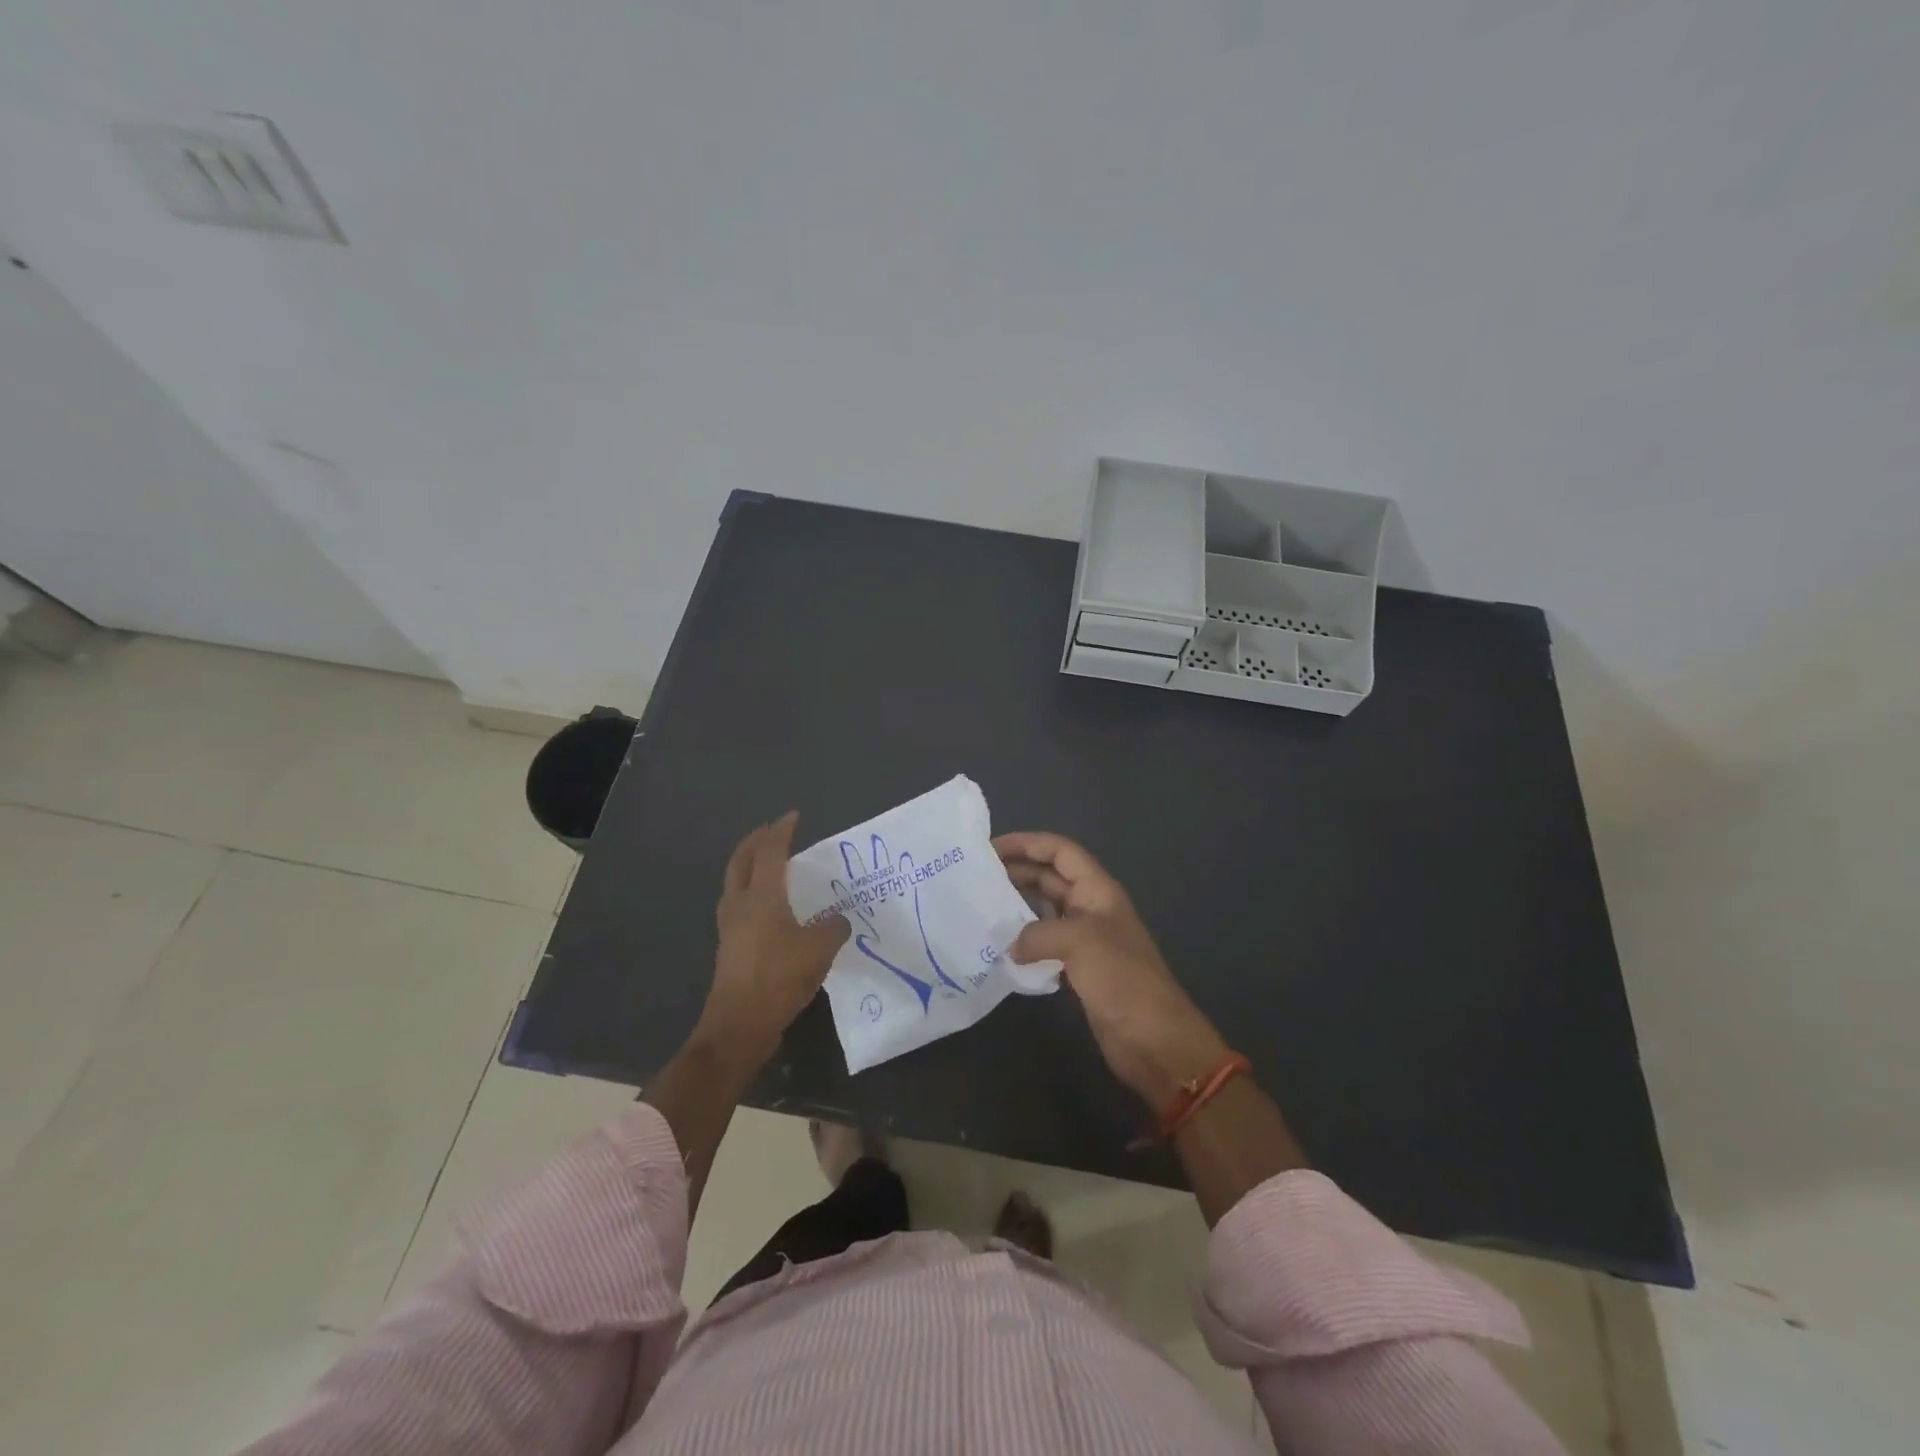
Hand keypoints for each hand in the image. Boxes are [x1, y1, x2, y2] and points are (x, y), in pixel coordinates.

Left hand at [697, 812, 849, 1068]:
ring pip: (735, 882)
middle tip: (771, 830)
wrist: (739, 1025)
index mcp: (762, 897)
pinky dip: (749, 890)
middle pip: (741, 861)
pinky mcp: (728, 946)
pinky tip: (765, 904)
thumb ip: (833, 928)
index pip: (771, 852)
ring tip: (766, 863)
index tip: (793, 816)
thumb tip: (838, 920)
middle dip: (755, 841)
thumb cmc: (779, 978)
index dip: (782, 831)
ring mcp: (730, 926)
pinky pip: (737, 903)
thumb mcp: (819, 950)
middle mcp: (741, 904)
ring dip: (748, 864)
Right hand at [994, 832, 1230, 1111]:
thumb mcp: (1079, 942)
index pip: (1060, 851)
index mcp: (1098, 890)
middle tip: (977, 878)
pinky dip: (1024, 942)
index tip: (990, 848)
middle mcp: (1091, 908)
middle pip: (1050, 877)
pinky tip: (1000, 949)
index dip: (1027, 843)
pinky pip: (1045, 944)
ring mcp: (1086, 940)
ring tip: (982, 909)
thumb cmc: (1121, 978)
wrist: (1154, 1039)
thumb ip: (1037, 933)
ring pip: (1045, 911)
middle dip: (1017, 871)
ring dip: (1017, 907)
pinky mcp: (1079, 969)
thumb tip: (1009, 946)